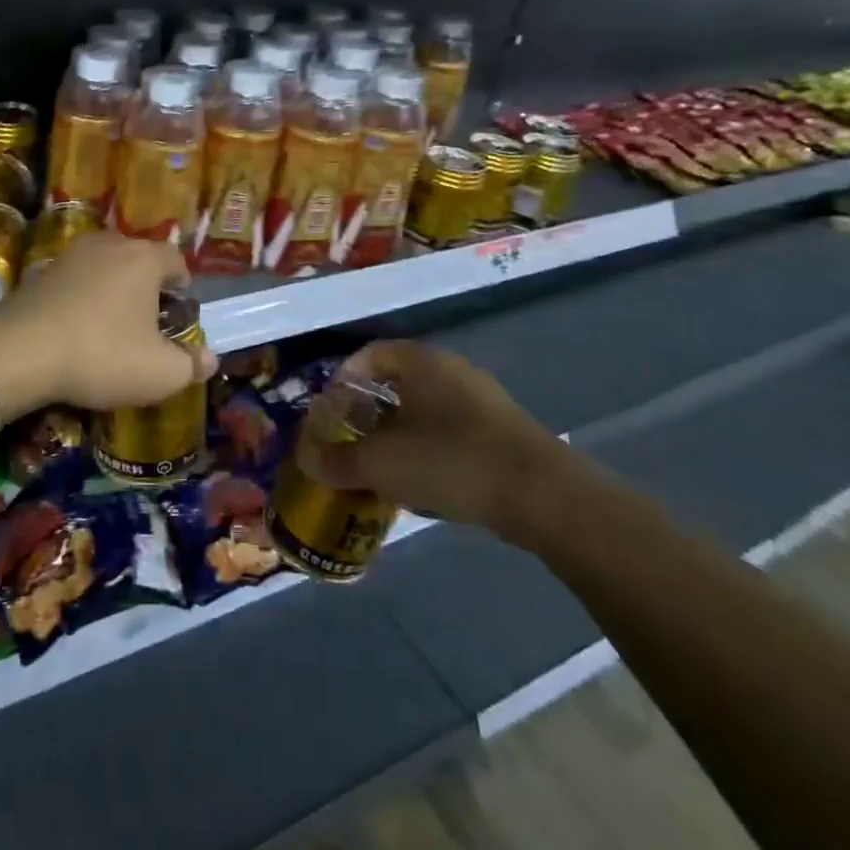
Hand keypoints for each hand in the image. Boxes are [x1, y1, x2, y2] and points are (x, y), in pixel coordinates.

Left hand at [0, 231, 217, 414]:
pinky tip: (78, 330)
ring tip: (112, 327)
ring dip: (113, 292)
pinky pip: (76, 281)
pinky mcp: (41, 272)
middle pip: (139, 260)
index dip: (183, 287)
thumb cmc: (103, 354)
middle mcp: (109, 244)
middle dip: (148, 288)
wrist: (19, 351)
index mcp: (144, 258)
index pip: (176, 261)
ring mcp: (71, 255)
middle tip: (149, 324)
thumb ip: (191, 364)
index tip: (179, 314)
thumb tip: (209, 359)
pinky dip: (83, 299)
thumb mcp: (159, 372)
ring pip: (105, 268)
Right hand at [300, 341, 589, 547]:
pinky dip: (425, 450)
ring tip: (379, 467)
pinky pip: (448, 431)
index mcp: (420, 362)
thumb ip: (337, 461)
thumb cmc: (451, 460)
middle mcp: (450, 370)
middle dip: (366, 412)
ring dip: (396, 435)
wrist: (542, 495)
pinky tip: (419, 483)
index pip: (370, 354)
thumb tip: (306, 459)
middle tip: (349, 441)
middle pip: (395, 382)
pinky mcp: (500, 432)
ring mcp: (480, 400)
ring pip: (423, 409)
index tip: (329, 411)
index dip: (343, 379)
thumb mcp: (381, 463)